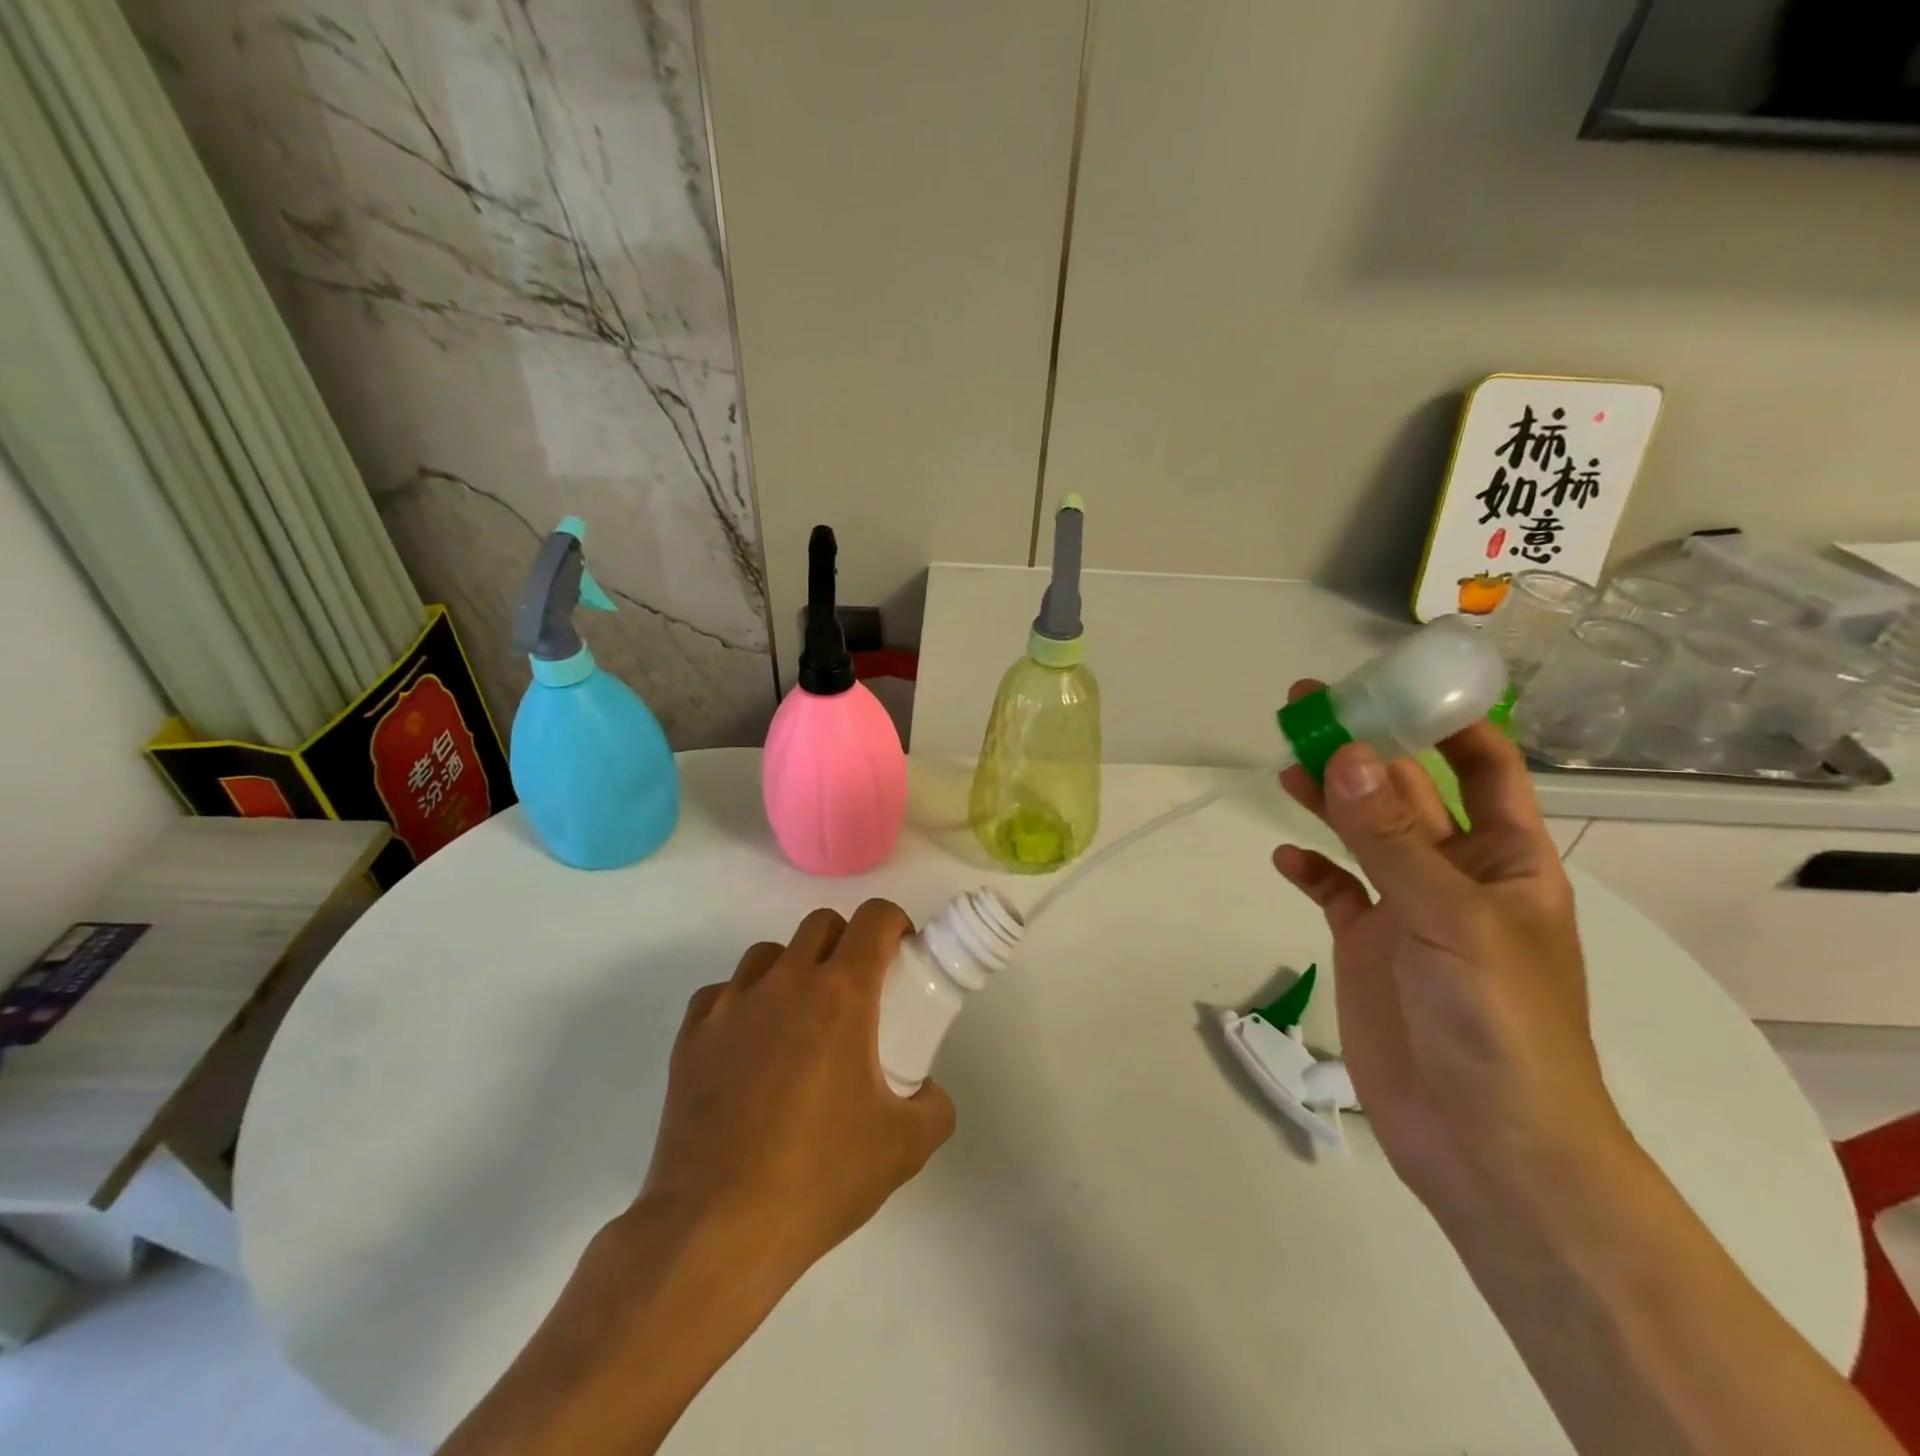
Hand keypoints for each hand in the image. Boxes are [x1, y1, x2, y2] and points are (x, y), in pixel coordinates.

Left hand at [639, 900, 955, 1283]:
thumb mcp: (905, 1147)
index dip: (895, 924)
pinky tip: (748, 1050)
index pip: (874, 918)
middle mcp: (784, 982)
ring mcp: (730, 1005)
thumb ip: (933, 1106)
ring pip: (768, 954)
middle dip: (846, 943)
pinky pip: (723, 994)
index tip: (901, 955)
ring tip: (798, 1023)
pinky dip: (743, 1005)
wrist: (716, 1229)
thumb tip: (924, 1090)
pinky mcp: (691, 1036)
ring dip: (792, 971)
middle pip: (821, 924)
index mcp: (841, 994)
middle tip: (856, 993)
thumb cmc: (819, 1177)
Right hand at [1271, 685, 1631, 1212]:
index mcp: (1506, 858)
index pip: (1484, 766)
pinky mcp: (1369, 946)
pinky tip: (1285, 858)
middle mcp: (1457, 874)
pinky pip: (1336, 891)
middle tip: (1306, 708)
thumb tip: (1351, 756)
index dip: (1446, 720)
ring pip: (1363, 834)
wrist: (1485, 1145)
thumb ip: (1392, 840)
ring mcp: (1409, 911)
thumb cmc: (1497, 1024)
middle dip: (1365, 748)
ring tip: (1287, 762)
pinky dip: (1311, 870)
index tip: (1394, 683)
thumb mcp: (1451, 920)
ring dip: (1329, 797)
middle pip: (1407, 792)